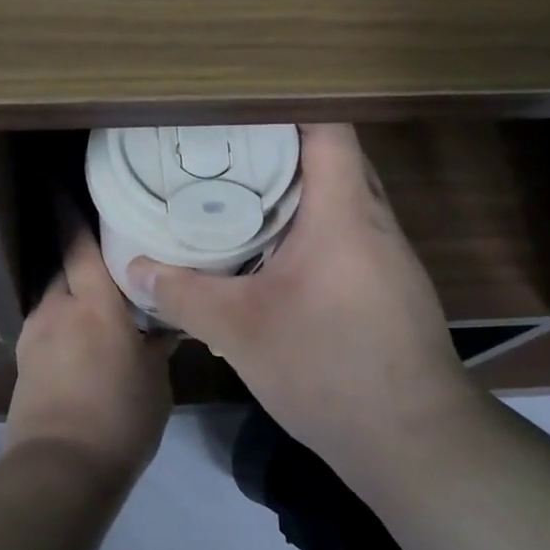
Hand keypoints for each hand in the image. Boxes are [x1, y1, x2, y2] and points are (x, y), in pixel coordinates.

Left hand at [6, 226, 173, 483]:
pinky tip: (80, 341)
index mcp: (94, 306)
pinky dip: (62, 323)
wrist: (59, 471)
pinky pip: (45, 326)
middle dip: (78, 259)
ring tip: (96, 304)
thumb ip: (157, 345)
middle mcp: (58, 310)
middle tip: (104, 256)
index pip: (79, 246)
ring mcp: (34, 336)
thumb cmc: (120, 419)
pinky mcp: (23, 362)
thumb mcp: (155, 381)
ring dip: (71, 294)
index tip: (59, 187)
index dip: (69, 214)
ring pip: (53, 298)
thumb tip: (166, 325)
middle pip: (63, 268)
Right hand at [124, 124, 472, 486]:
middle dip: (283, 145)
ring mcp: (390, 253)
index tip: (238, 109)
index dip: (287, 106)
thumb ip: (182, 294)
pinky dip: (314, 222)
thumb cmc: (329, 370)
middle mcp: (375, 220)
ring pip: (343, 194)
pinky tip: (276, 248)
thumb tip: (135, 268)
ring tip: (241, 188)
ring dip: (299, 187)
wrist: (415, 443)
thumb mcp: (240, 331)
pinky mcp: (391, 283)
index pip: (329, 128)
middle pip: (334, 156)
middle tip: (226, 147)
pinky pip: (350, 229)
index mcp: (344, 212)